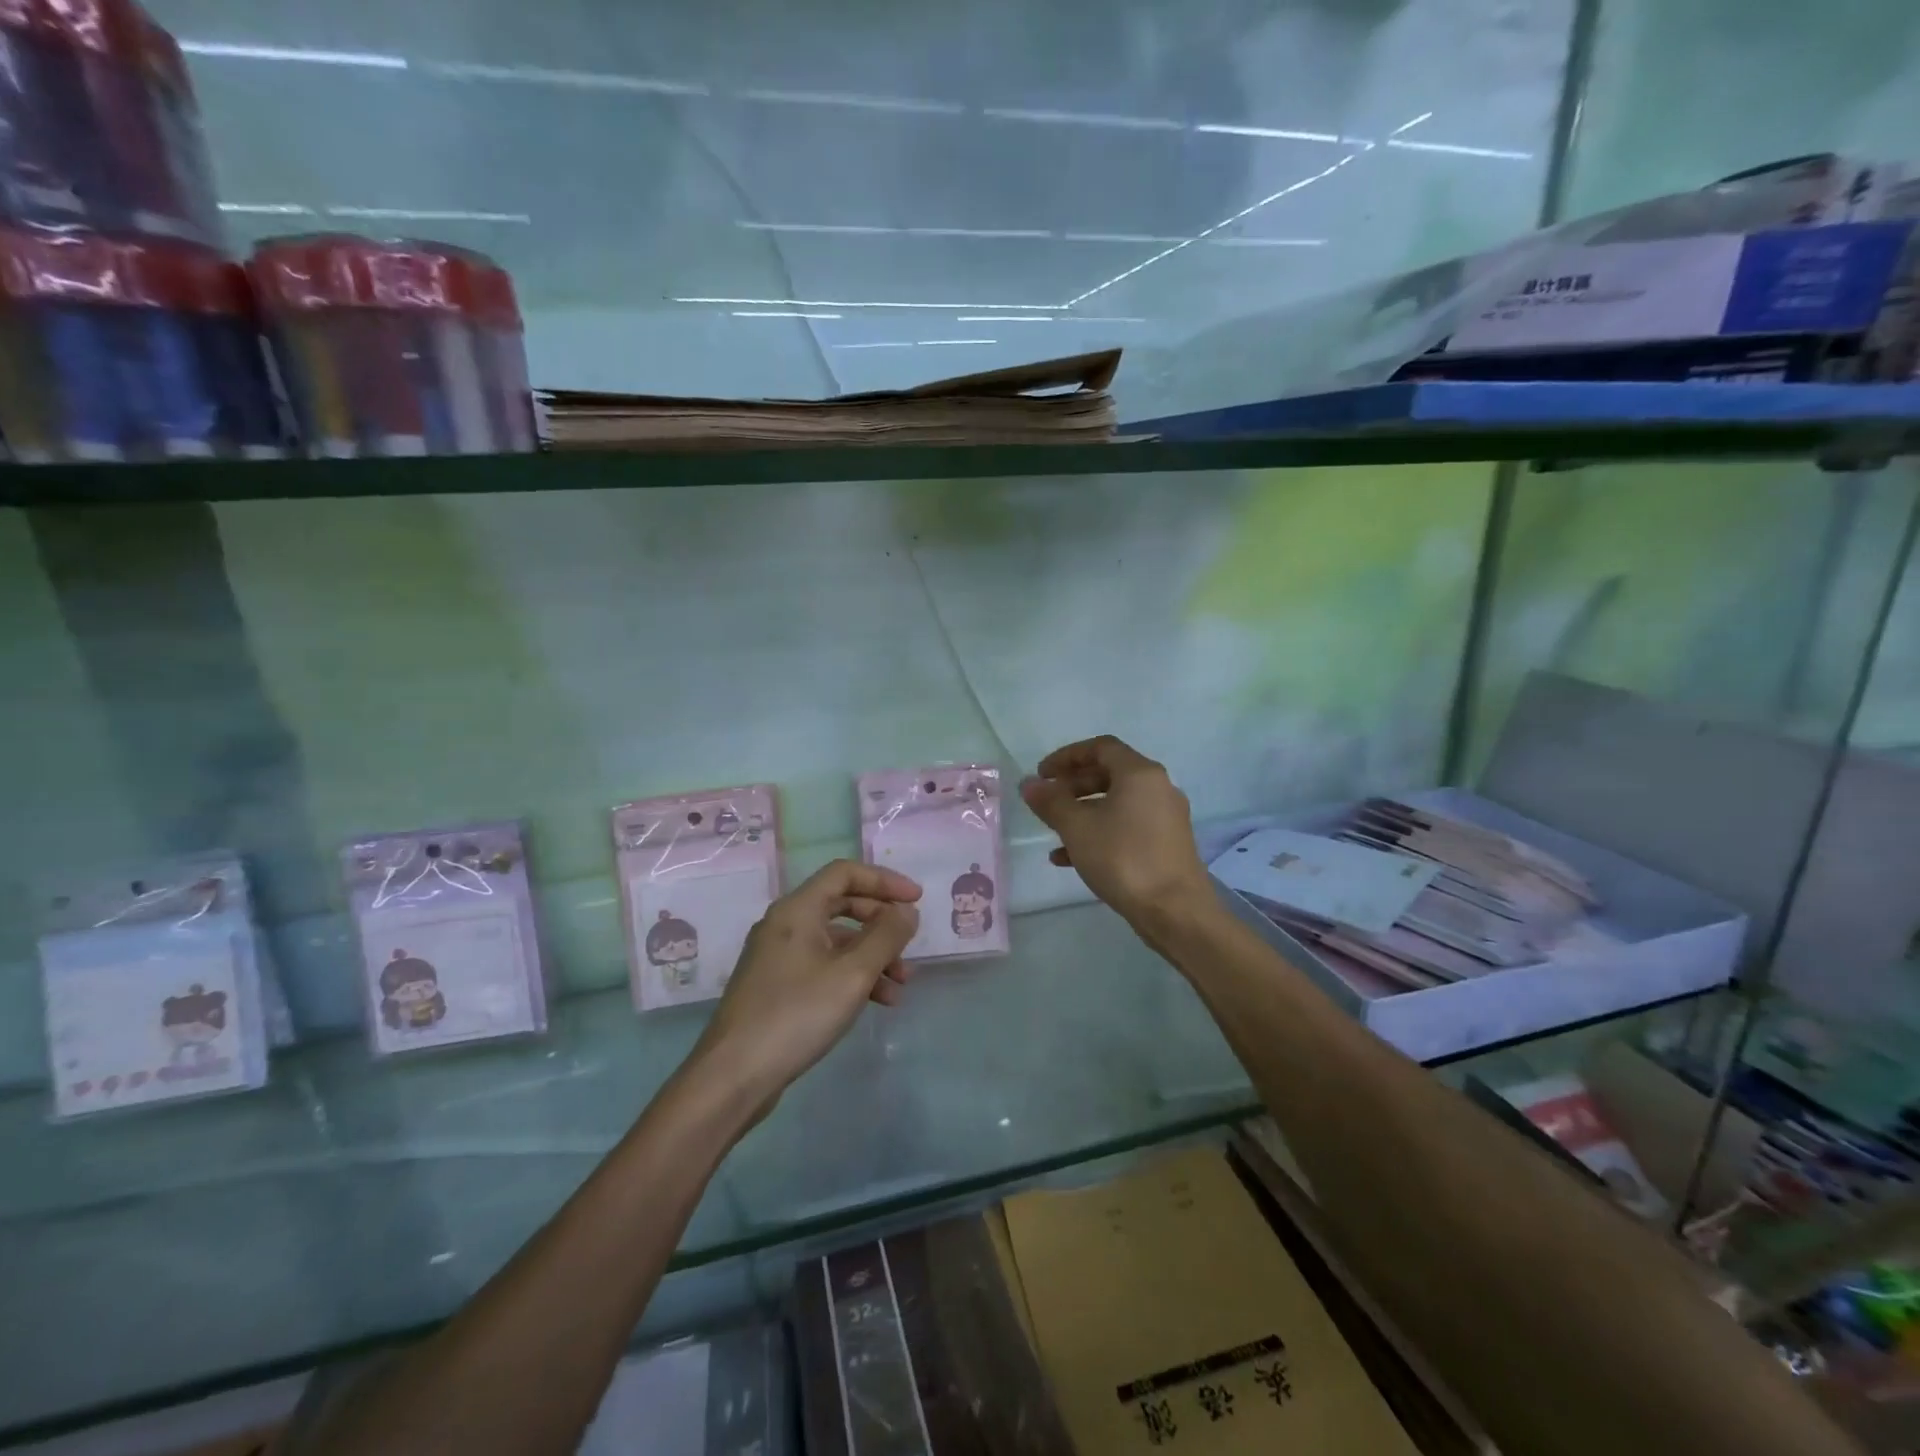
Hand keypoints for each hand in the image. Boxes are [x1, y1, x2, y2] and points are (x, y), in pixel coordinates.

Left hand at [693, 860, 920, 1101]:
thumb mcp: (852, 974)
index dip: (884, 881)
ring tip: (902, 985)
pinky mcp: (777, 987)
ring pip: (835, 942)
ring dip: (872, 956)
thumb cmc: (796, 1014)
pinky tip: (878, 1002)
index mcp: (797, 910)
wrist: (733, 1076)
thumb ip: (886, 937)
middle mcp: (784, 925)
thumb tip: (907, 911)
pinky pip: (823, 967)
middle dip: (881, 922)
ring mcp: (777, 957)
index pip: (844, 873)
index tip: (916, 900)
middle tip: (909, 942)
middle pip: (841, 905)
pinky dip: (852, 977)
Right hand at [1022, 735, 1211, 928]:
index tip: (1042, 774)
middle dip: (1073, 784)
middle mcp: (1158, 788)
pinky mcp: (1165, 846)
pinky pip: (1126, 828)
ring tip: (1053, 829)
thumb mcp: (1077, 827)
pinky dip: (1098, 833)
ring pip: (1116, 804)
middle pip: (1109, 774)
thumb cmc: (1123, 858)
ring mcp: (1165, 818)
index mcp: (1140, 773)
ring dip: (1082, 811)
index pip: (1101, 747)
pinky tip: (1068, 858)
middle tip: (1046, 800)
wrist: (1175, 911)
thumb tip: (1029, 784)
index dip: (1067, 756)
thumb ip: (1051, 801)